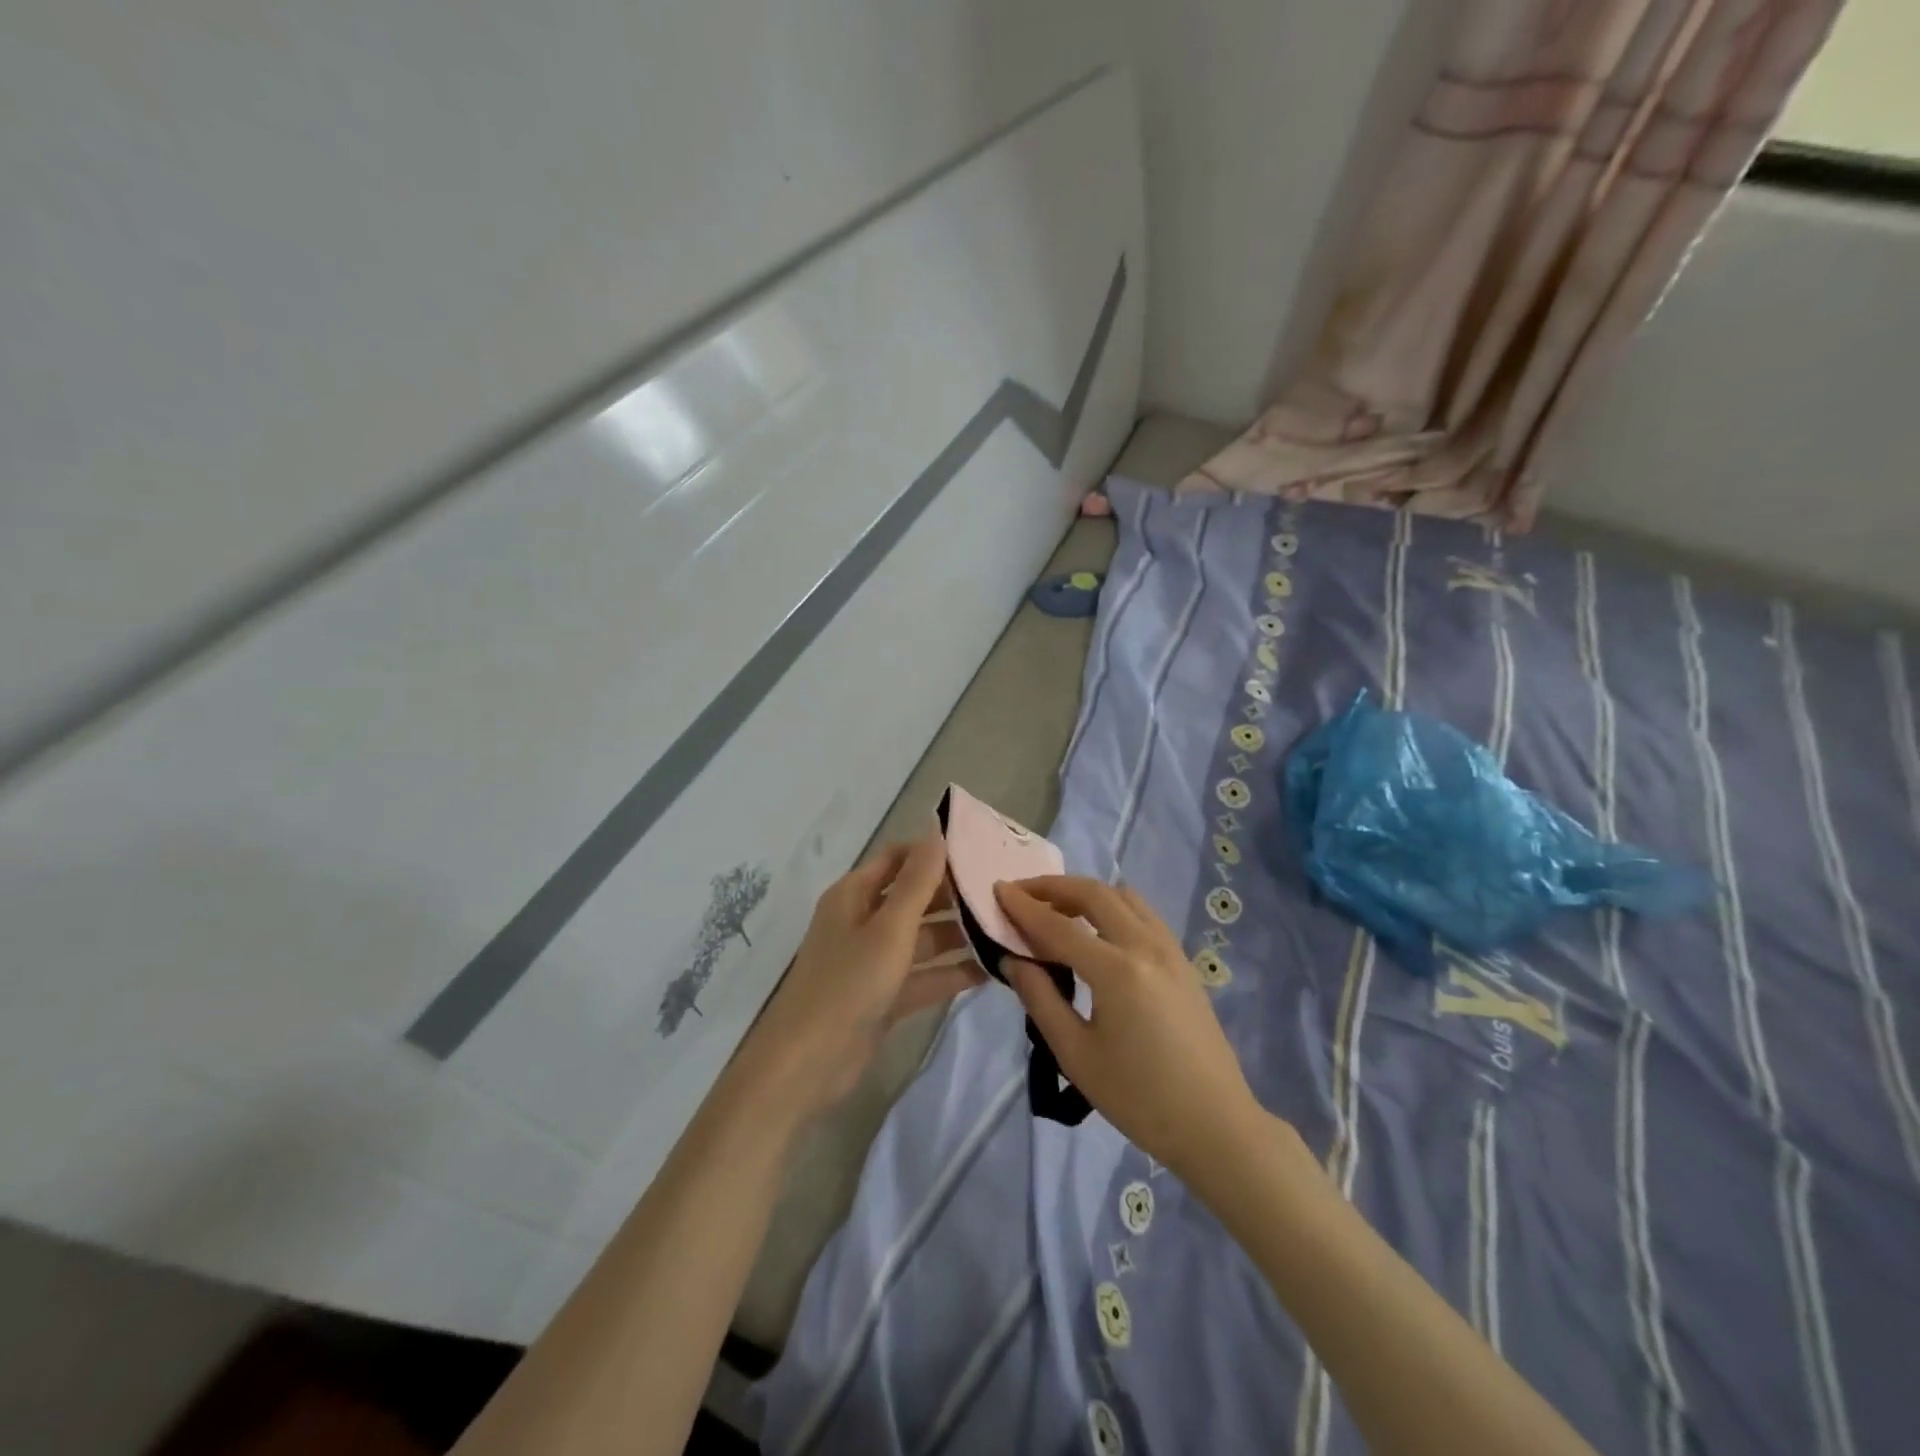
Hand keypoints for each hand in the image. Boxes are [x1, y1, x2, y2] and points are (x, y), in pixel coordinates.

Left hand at [730, 826, 983, 1127]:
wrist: (807, 1065)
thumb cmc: (848, 983)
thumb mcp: (889, 928)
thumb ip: (918, 881)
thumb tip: (936, 829)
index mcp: (854, 895)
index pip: (898, 858)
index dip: (933, 852)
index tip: (980, 851)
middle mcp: (863, 921)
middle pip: (913, 897)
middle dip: (953, 895)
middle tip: (1002, 892)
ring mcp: (873, 961)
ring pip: (922, 938)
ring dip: (958, 934)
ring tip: (1005, 928)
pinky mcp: (884, 996)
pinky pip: (924, 975)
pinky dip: (951, 972)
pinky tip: (991, 970)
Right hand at [995, 876, 1263, 1182]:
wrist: (1215, 1124)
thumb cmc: (1139, 1099)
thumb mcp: (1076, 1056)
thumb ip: (1041, 999)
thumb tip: (1014, 960)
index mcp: (1116, 971)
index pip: (1058, 927)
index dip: (1024, 907)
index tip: (997, 889)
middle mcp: (1145, 946)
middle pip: (1095, 894)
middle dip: (1054, 887)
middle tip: (1023, 893)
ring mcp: (1170, 949)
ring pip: (1123, 896)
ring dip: (1086, 893)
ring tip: (1057, 909)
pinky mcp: (1183, 960)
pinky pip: (1143, 913)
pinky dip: (1113, 906)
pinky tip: (1098, 929)